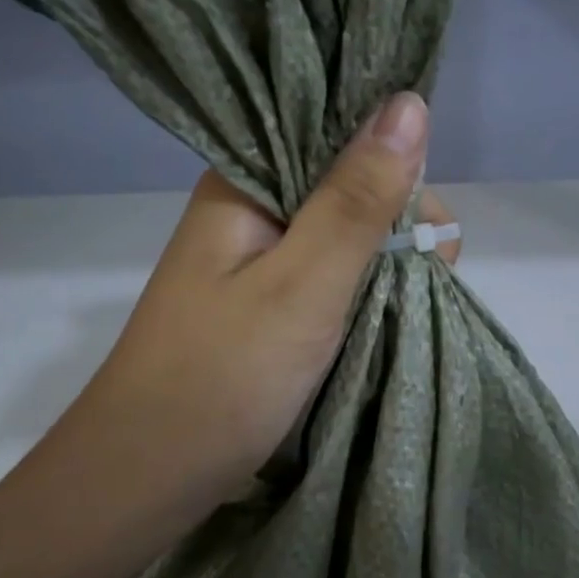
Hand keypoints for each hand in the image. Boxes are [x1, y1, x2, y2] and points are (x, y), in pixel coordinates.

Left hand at [58, 92, 455, 541]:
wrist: (149, 475)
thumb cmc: (223, 376)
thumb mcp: (303, 283)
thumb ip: (357, 198)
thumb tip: (409, 102)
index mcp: (244, 182)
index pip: (333, 132)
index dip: (393, 162)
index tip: (428, 223)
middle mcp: (248, 210)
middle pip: (343, 184)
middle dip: (396, 222)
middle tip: (429, 276)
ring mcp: (255, 261)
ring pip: (340, 235)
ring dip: (383, 261)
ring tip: (415, 301)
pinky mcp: (263, 304)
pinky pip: (327, 277)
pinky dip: (361, 290)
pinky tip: (388, 311)